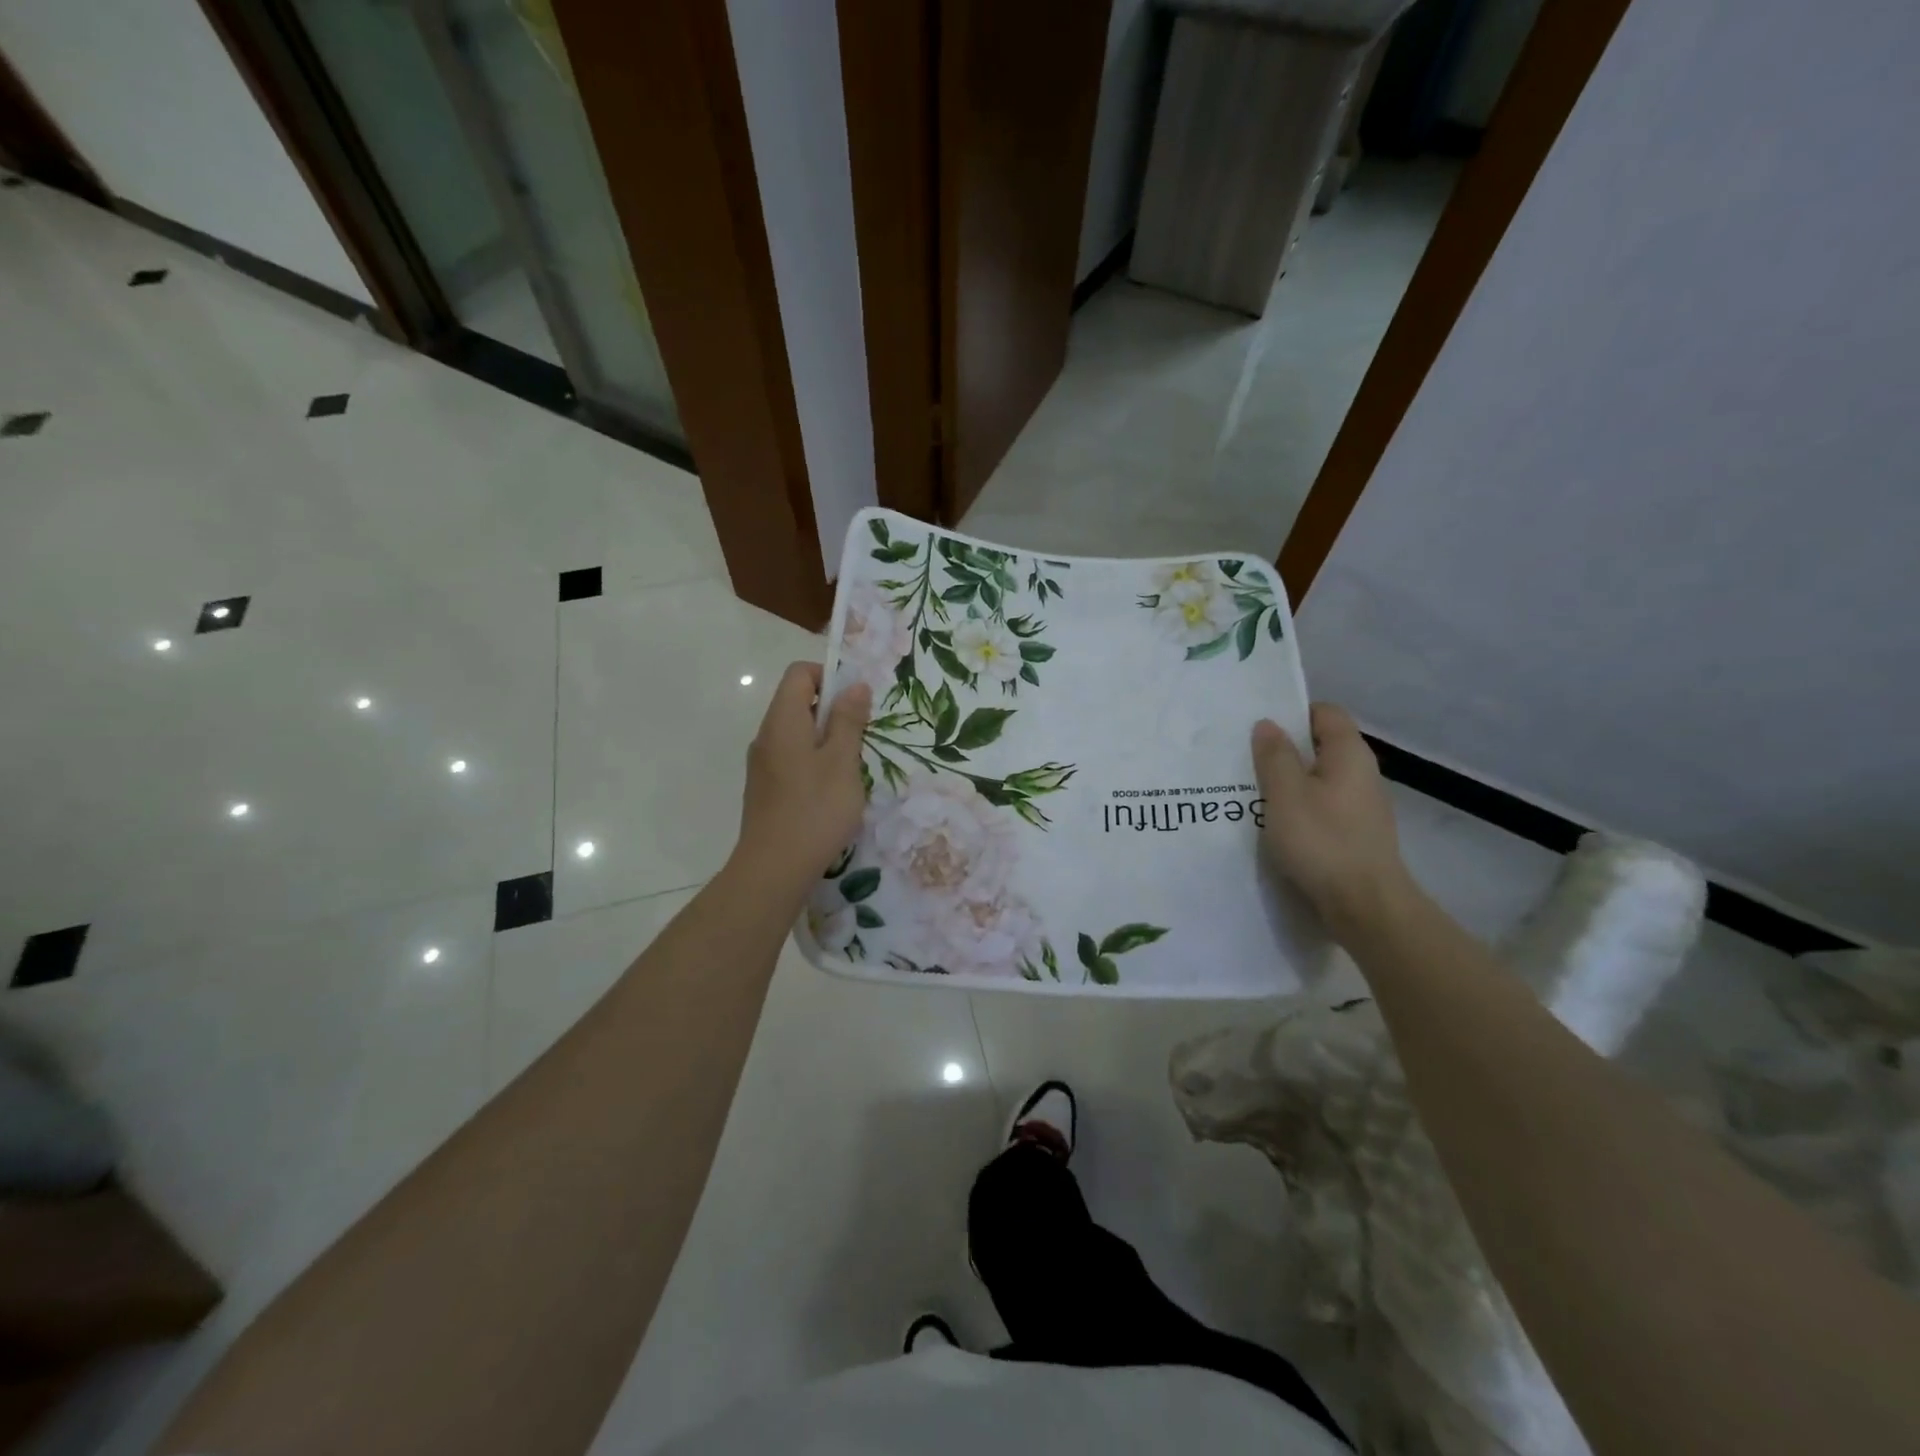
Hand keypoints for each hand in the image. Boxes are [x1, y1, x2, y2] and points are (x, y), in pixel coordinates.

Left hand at [734, 662, 870, 895]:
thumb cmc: (815, 809)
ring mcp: (762, 765)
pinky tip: (830, 794)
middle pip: (797, 703)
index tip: (855, 705)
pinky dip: (813, 764)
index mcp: (783, 721)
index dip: (829, 677)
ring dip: (826, 742)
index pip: (799, 674)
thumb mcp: (842, 761)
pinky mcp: (765, 789)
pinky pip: (791, 760)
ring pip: (797, 735)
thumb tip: (854, 685)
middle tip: (860, 741)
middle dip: (833, 713)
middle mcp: (766, 736)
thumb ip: (849, 721)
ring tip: (849, 771)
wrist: (774, 869)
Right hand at [1252, 703, 1412, 933]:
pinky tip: (1276, 825)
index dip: (1293, 713)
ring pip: (1321, 780)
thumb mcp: (1285, 793)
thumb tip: (1268, 724)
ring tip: (1253, 792)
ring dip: (1290, 782)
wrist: (1365, 905)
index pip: (1325, 713)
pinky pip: (1324, 807)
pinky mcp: (1357, 834)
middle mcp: (1362, 773)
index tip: (1260, 726)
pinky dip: (1301, 808)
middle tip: (1246, 758)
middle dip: (1285, 750)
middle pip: (1322, 746)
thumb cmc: (1322, 840)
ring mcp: (1363, 806)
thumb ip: (1274, 755)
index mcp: (1349, 753)